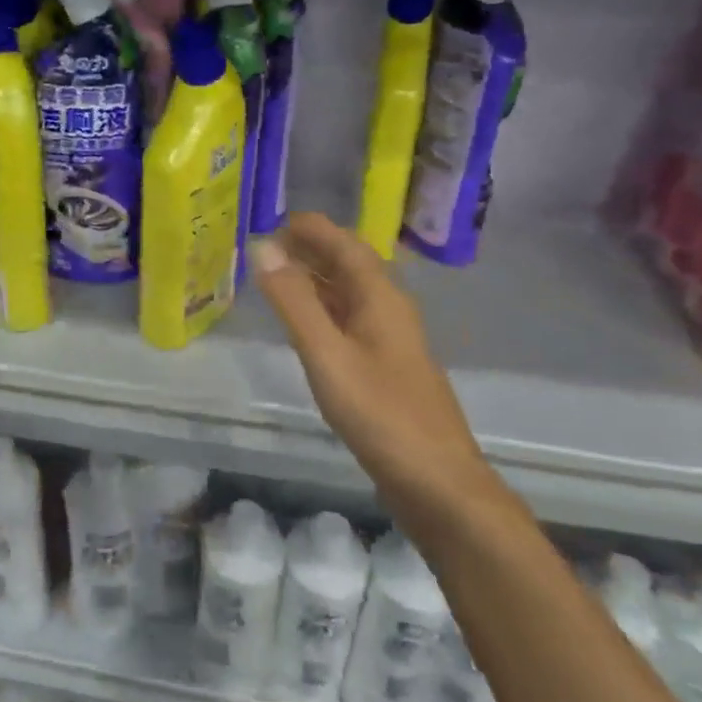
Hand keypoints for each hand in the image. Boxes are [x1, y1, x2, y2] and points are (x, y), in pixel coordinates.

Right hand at [251, 214, 504, 541]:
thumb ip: (294, 301)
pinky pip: (350, 321)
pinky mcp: (386, 369)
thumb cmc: (381, 413)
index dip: (313, 229)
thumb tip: (263, 247)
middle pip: (350, 266)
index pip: (346, 245)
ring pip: (350, 295)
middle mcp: (389, 310)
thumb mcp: (327, 353)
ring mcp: (390, 342)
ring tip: (278, 275)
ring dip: (316, 279)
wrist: (438, 482)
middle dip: (312, 250)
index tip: (276, 218)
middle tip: (268, 245)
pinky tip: (305, 324)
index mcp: (381, 298)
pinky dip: (323, 309)